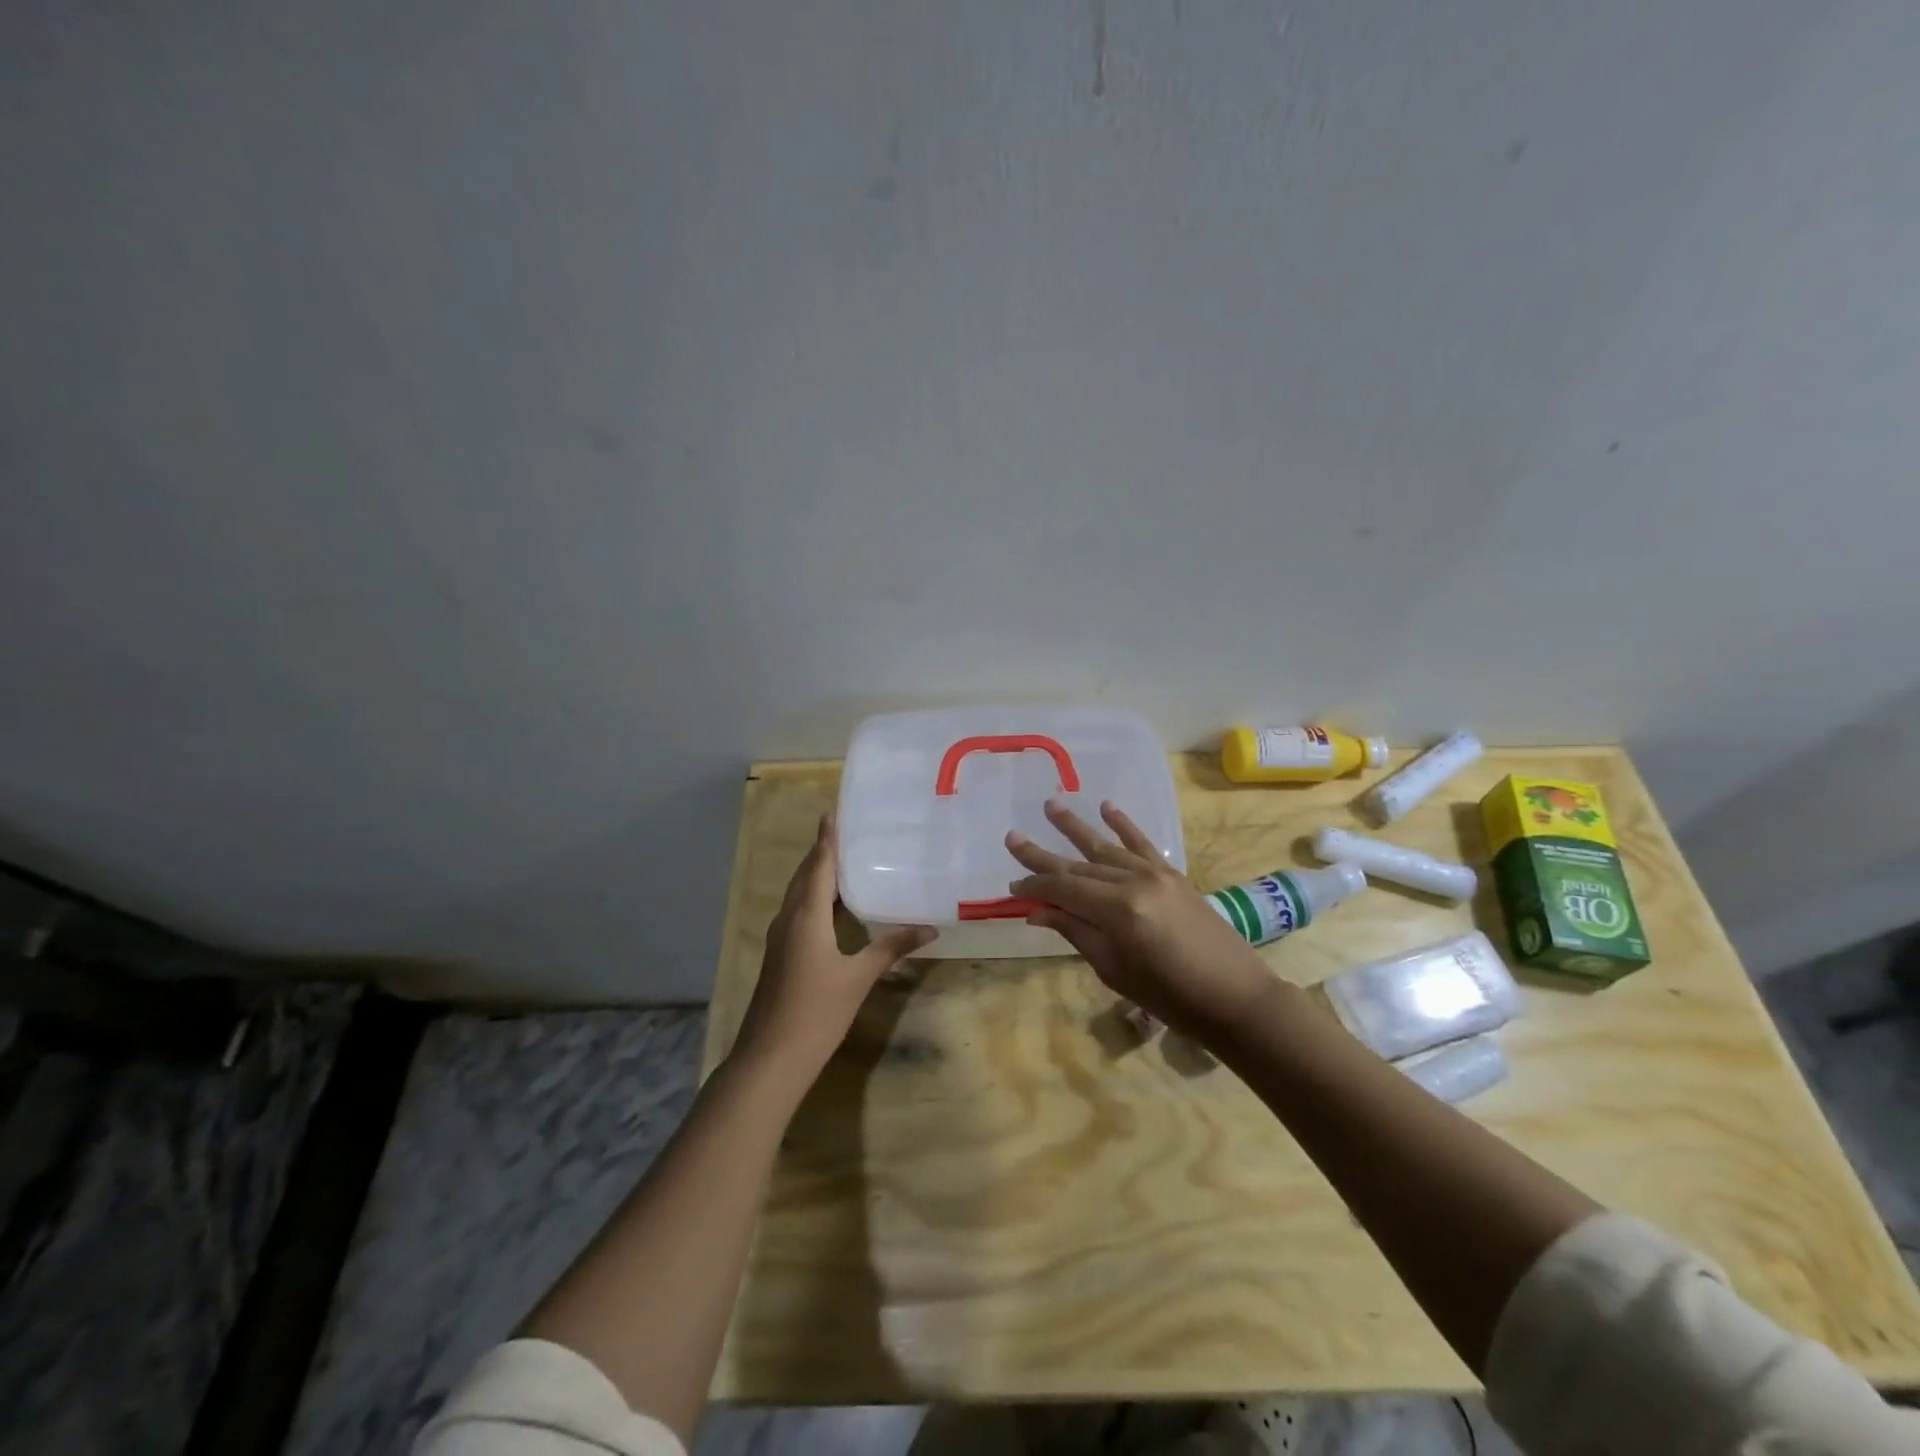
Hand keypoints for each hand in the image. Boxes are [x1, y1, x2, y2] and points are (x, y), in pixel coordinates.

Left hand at [732, 813, 933, 1085]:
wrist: (770, 1058)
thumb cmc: (816, 1012)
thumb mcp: (858, 978)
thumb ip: (891, 948)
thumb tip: (929, 927)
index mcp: (806, 916)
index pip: (819, 865)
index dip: (827, 839)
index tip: (834, 811)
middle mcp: (788, 919)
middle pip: (805, 876)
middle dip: (823, 852)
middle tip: (849, 831)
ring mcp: (780, 938)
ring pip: (799, 895)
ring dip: (818, 875)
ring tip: (847, 861)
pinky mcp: (780, 955)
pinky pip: (798, 912)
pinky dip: (815, 898)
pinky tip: (835, 907)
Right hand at [1007, 799, 1274, 1040]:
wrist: (1234, 996)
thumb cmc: (1170, 997)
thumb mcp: (1114, 970)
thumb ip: (1076, 932)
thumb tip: (1037, 911)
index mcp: (1117, 909)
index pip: (1063, 888)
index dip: (1035, 885)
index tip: (1011, 886)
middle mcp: (1133, 881)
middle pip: (1079, 864)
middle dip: (1043, 854)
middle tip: (1012, 837)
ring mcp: (1156, 873)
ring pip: (1106, 847)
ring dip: (1076, 827)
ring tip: (1051, 805)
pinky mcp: (1173, 874)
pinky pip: (1142, 843)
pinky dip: (1124, 824)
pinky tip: (1107, 807)